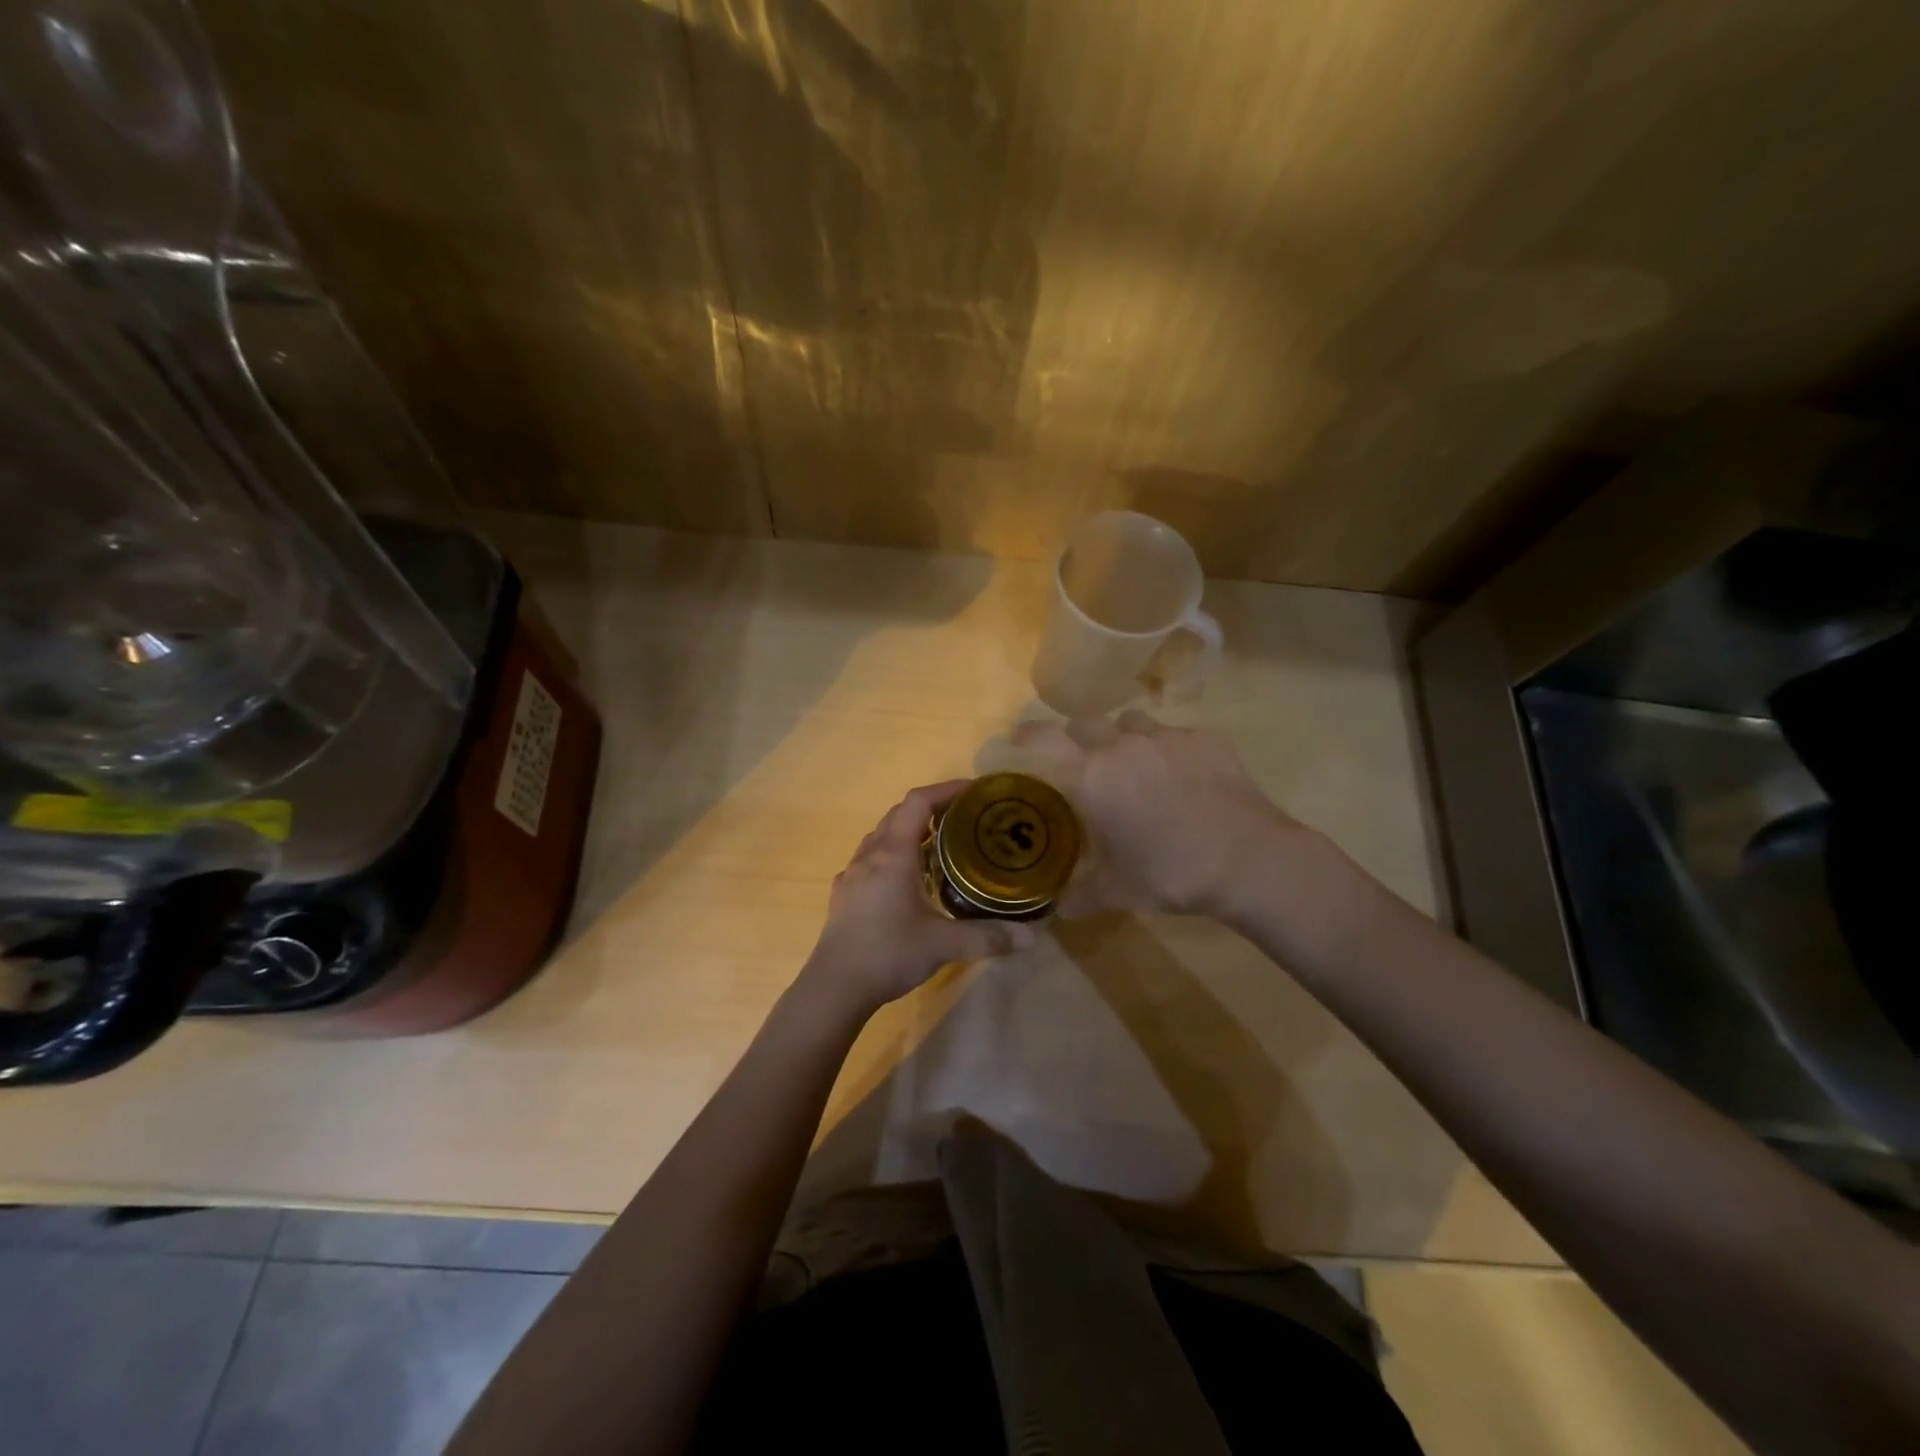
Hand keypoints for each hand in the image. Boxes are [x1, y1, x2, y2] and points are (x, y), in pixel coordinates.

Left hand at [803, 781, 1039, 1013]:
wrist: (834, 987)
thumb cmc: (888, 953)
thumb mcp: (943, 944)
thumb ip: (988, 936)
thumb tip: (1032, 936)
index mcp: (893, 854)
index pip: (918, 801)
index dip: (947, 790)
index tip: (975, 792)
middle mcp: (870, 854)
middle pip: (900, 814)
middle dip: (932, 809)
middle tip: (965, 820)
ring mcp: (853, 873)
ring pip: (882, 836)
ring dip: (910, 832)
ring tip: (941, 847)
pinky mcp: (845, 894)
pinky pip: (871, 859)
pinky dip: (894, 855)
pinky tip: (908, 882)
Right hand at [1008, 711, 1315, 918]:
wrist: (1249, 860)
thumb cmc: (1171, 873)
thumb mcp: (1117, 892)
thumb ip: (1078, 896)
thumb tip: (1052, 911)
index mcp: (1093, 776)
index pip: (1044, 738)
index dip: (1026, 735)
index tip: (1019, 740)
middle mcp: (1123, 745)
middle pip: (1085, 721)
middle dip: (1077, 737)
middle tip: (1082, 761)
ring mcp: (1167, 737)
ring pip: (1131, 721)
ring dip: (1122, 736)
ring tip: (1133, 764)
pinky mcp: (1205, 739)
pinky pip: (1174, 733)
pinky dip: (1166, 748)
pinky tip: (1181, 775)